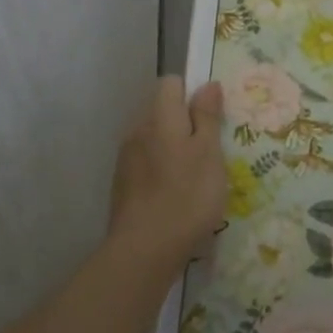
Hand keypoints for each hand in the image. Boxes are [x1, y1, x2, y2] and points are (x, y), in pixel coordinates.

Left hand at [107, 77, 227, 275]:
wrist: (144, 249)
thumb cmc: (186, 196)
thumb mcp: (209, 153)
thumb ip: (207, 116)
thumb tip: (207, 84)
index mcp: (160, 116)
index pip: (171, 83)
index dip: (191, 93)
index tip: (211, 118)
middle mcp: (138, 129)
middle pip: (162, 110)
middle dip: (184, 123)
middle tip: (209, 151)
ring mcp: (126, 157)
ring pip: (153, 138)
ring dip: (172, 148)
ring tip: (194, 177)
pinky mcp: (121, 182)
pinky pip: (145, 162)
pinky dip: (160, 169)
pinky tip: (174, 195)